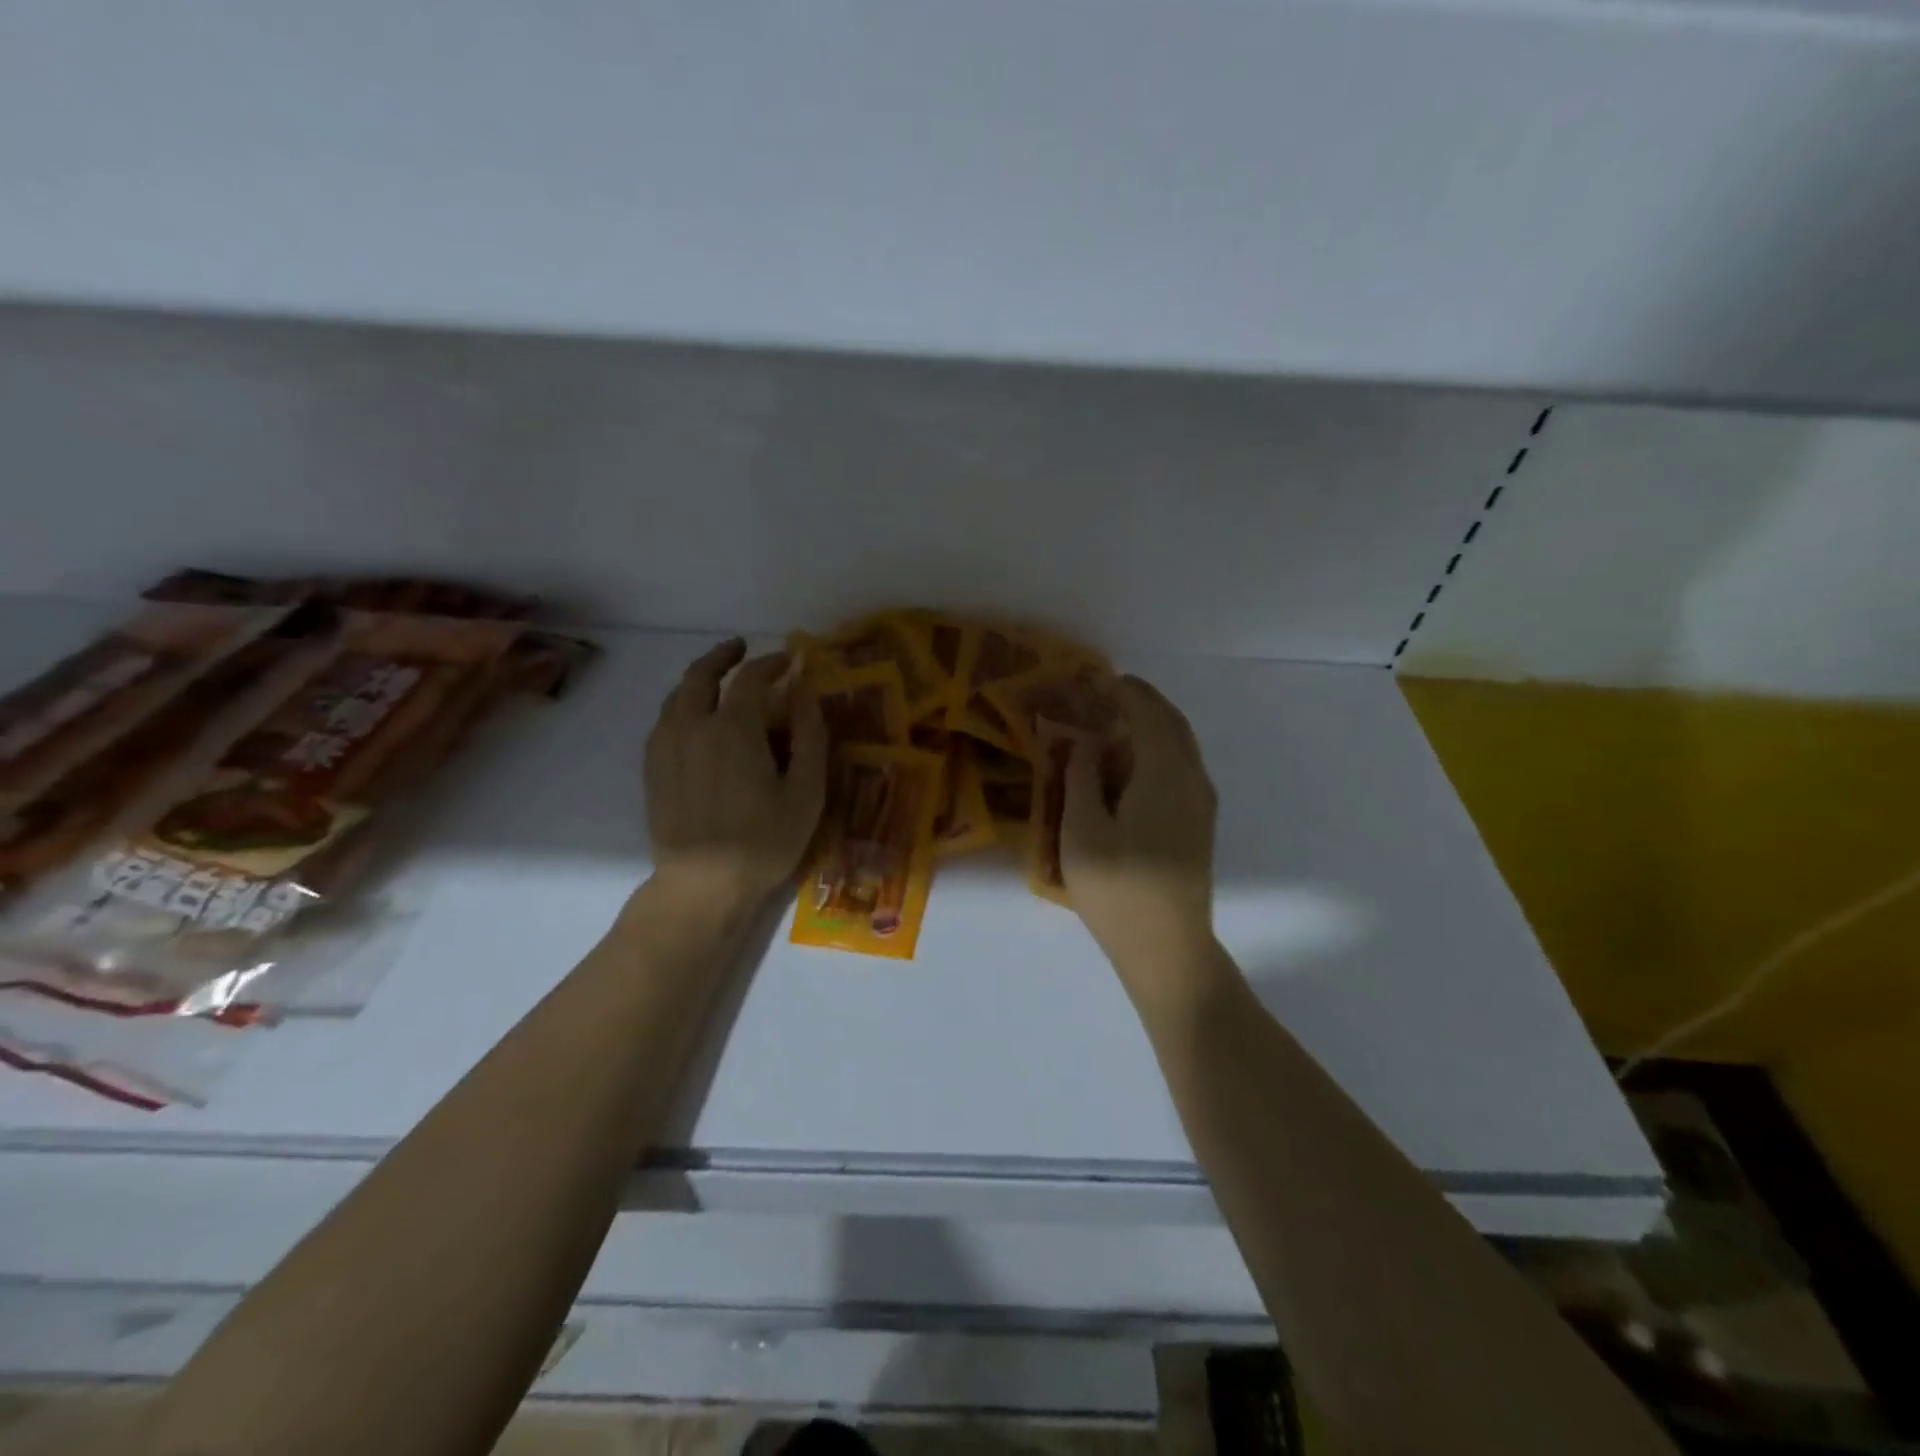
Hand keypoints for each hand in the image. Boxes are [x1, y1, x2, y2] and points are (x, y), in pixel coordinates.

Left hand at [643, 638, 826, 912]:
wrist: (702, 885)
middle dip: (723, 656)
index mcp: (733, 727)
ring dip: (699, 679)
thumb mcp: (805, 791)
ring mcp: (666, 747)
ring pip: (677, 696)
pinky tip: (694, 718)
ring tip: (718, 680)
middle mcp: (692, 726)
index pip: (751, 678)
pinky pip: (664, 721)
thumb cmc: (764, 840)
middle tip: (741, 648)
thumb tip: (806, 692)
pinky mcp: (652, 769)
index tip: (788, 661)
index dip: (771, 664)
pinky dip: (682, 706)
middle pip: (700, 675)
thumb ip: (809, 735)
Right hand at [1062, 676, 1219, 1006]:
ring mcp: (1201, 803)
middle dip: (1142, 702)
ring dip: (1152, 726)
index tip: (1098, 679)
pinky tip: (1132, 765)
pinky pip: (1181, 767)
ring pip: (1181, 746)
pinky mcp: (1199, 824)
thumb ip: (1083, 778)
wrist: (1168, 948)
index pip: (1148, 714)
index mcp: (1164, 774)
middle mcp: (1192, 779)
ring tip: (1116, 724)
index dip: (1124, 692)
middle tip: (1107, 694)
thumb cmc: (1118, 889)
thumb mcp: (1082, 831)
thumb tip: (1088, 743)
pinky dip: (1158, 750)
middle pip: (1172, 724)